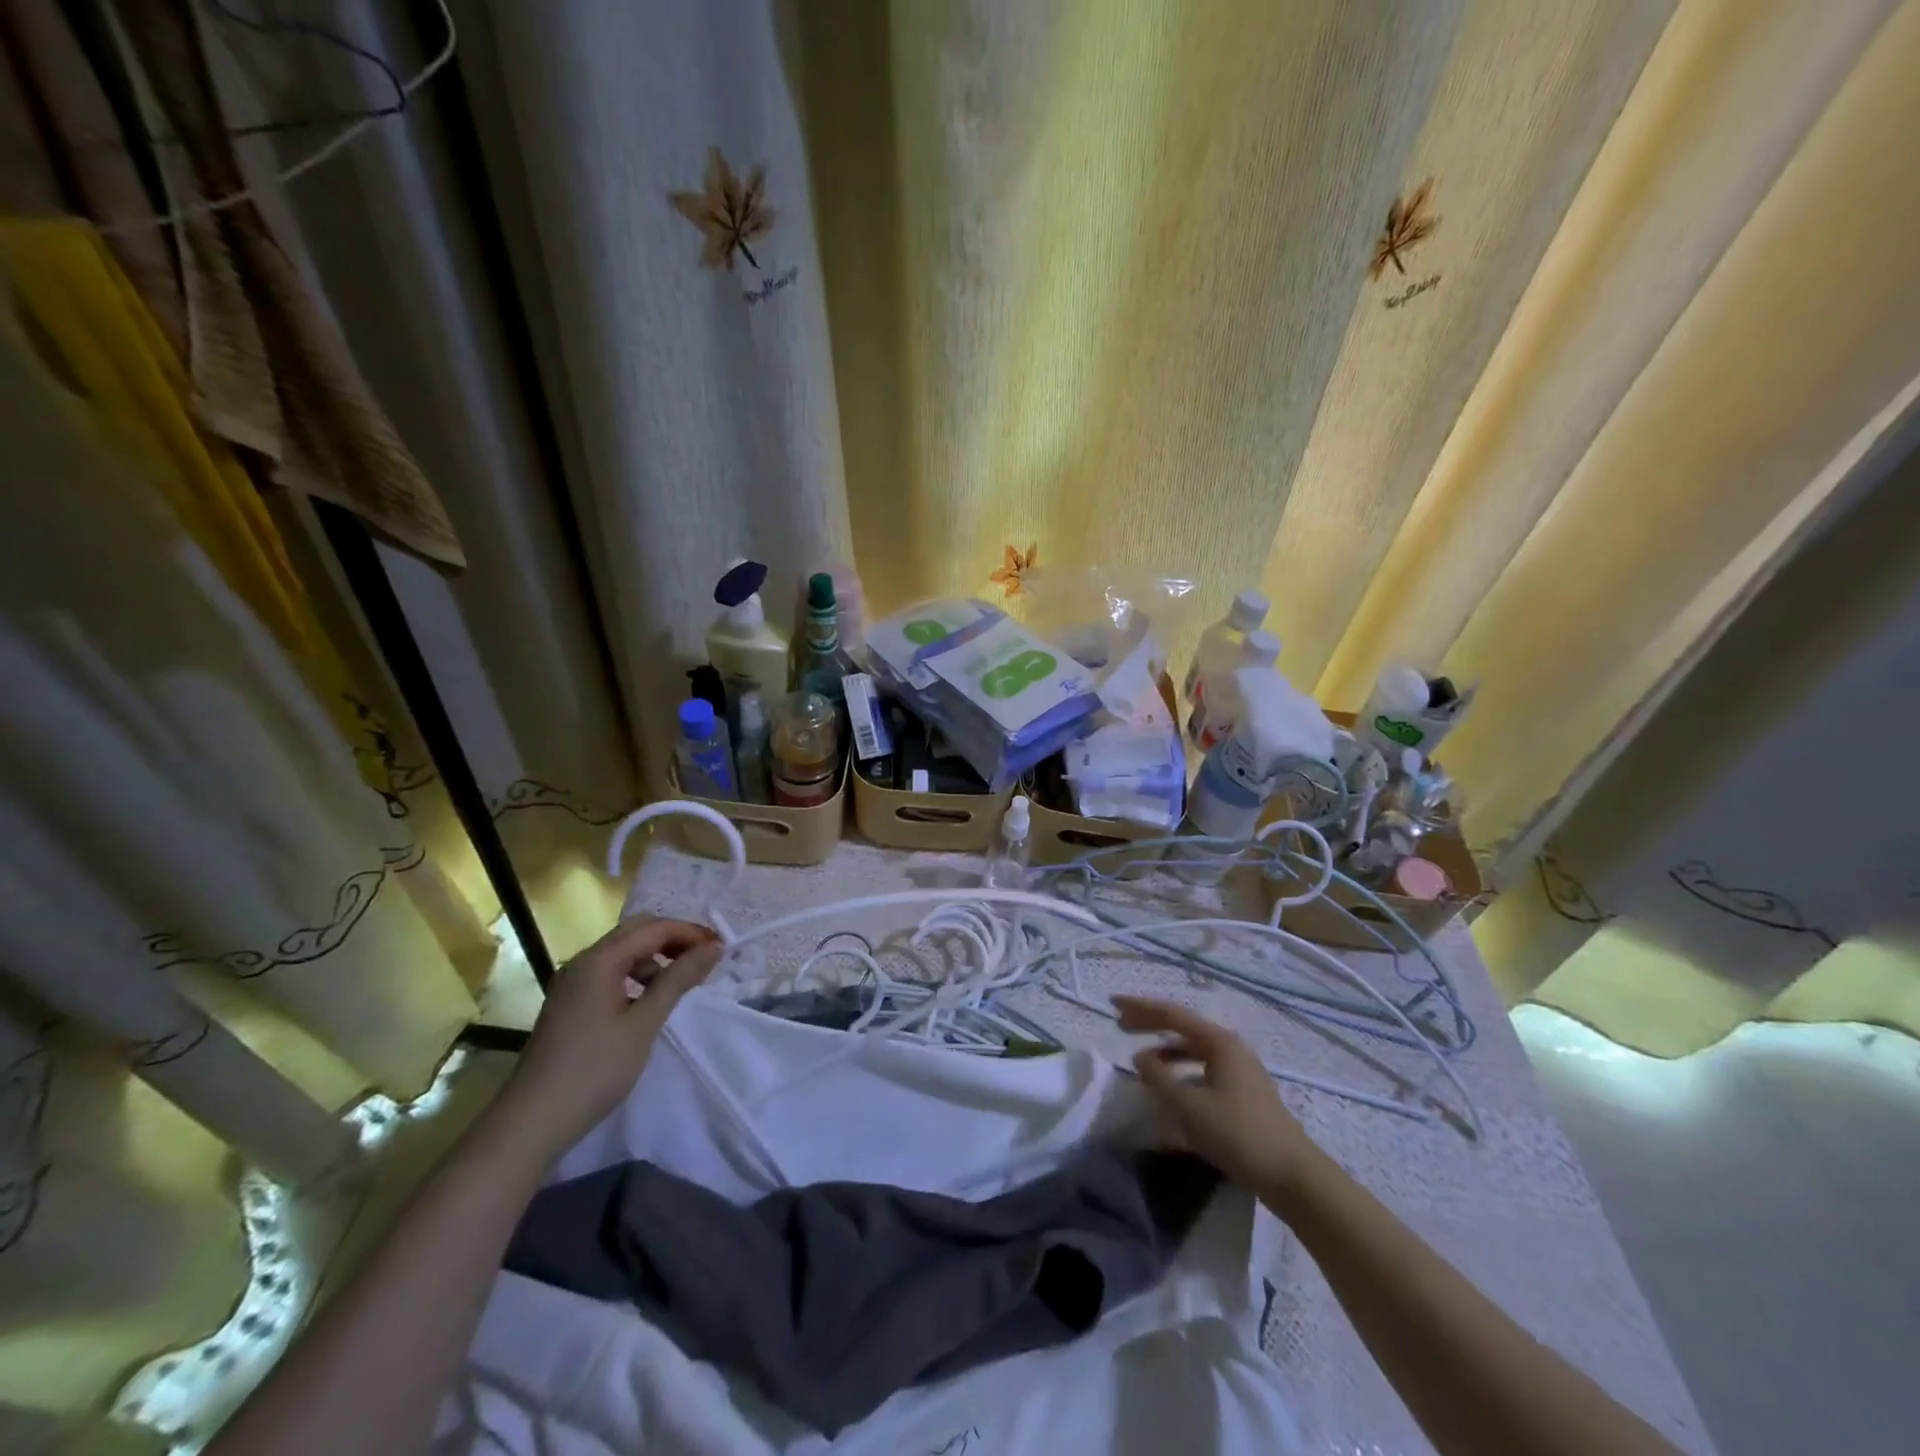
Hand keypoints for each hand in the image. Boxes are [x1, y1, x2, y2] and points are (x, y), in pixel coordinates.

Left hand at [496, 918, 721, 1160]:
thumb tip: (713, 947)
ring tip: (680, 983)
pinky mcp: (569, 1003)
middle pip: (636, 932)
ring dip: (655, 958)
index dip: (690, 933)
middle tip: (704, 959)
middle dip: (673, 939)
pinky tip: (648, 1001)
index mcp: (599, 960)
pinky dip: (636, 976)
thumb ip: (679, 979)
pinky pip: (609, 973)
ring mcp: (572, 983)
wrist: (532, 1122)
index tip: (721, 947)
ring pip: (622, 952)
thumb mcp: (644, 1023)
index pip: (653, 929)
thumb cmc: (595, 1069)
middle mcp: (583, 962)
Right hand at [1114, 996, 1321, 1200]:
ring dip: (1166, 1051)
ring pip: (1194, 1050)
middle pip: (1183, 1028)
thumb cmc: (1238, 1134)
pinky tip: (1170, 1089)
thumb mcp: (1190, 1107)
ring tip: (1142, 1061)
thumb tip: (1140, 1058)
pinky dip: (1182, 1072)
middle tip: (1120, 1024)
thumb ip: (1159, 1078)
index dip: (1140, 1008)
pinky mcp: (1243, 1094)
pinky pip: (1204, 1070)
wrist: (1292, 1176)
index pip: (1172, 1014)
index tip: (1113, 1003)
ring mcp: (1240, 1071)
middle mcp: (1230, 1048)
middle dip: (1151, 1024)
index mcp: (1219, 1042)